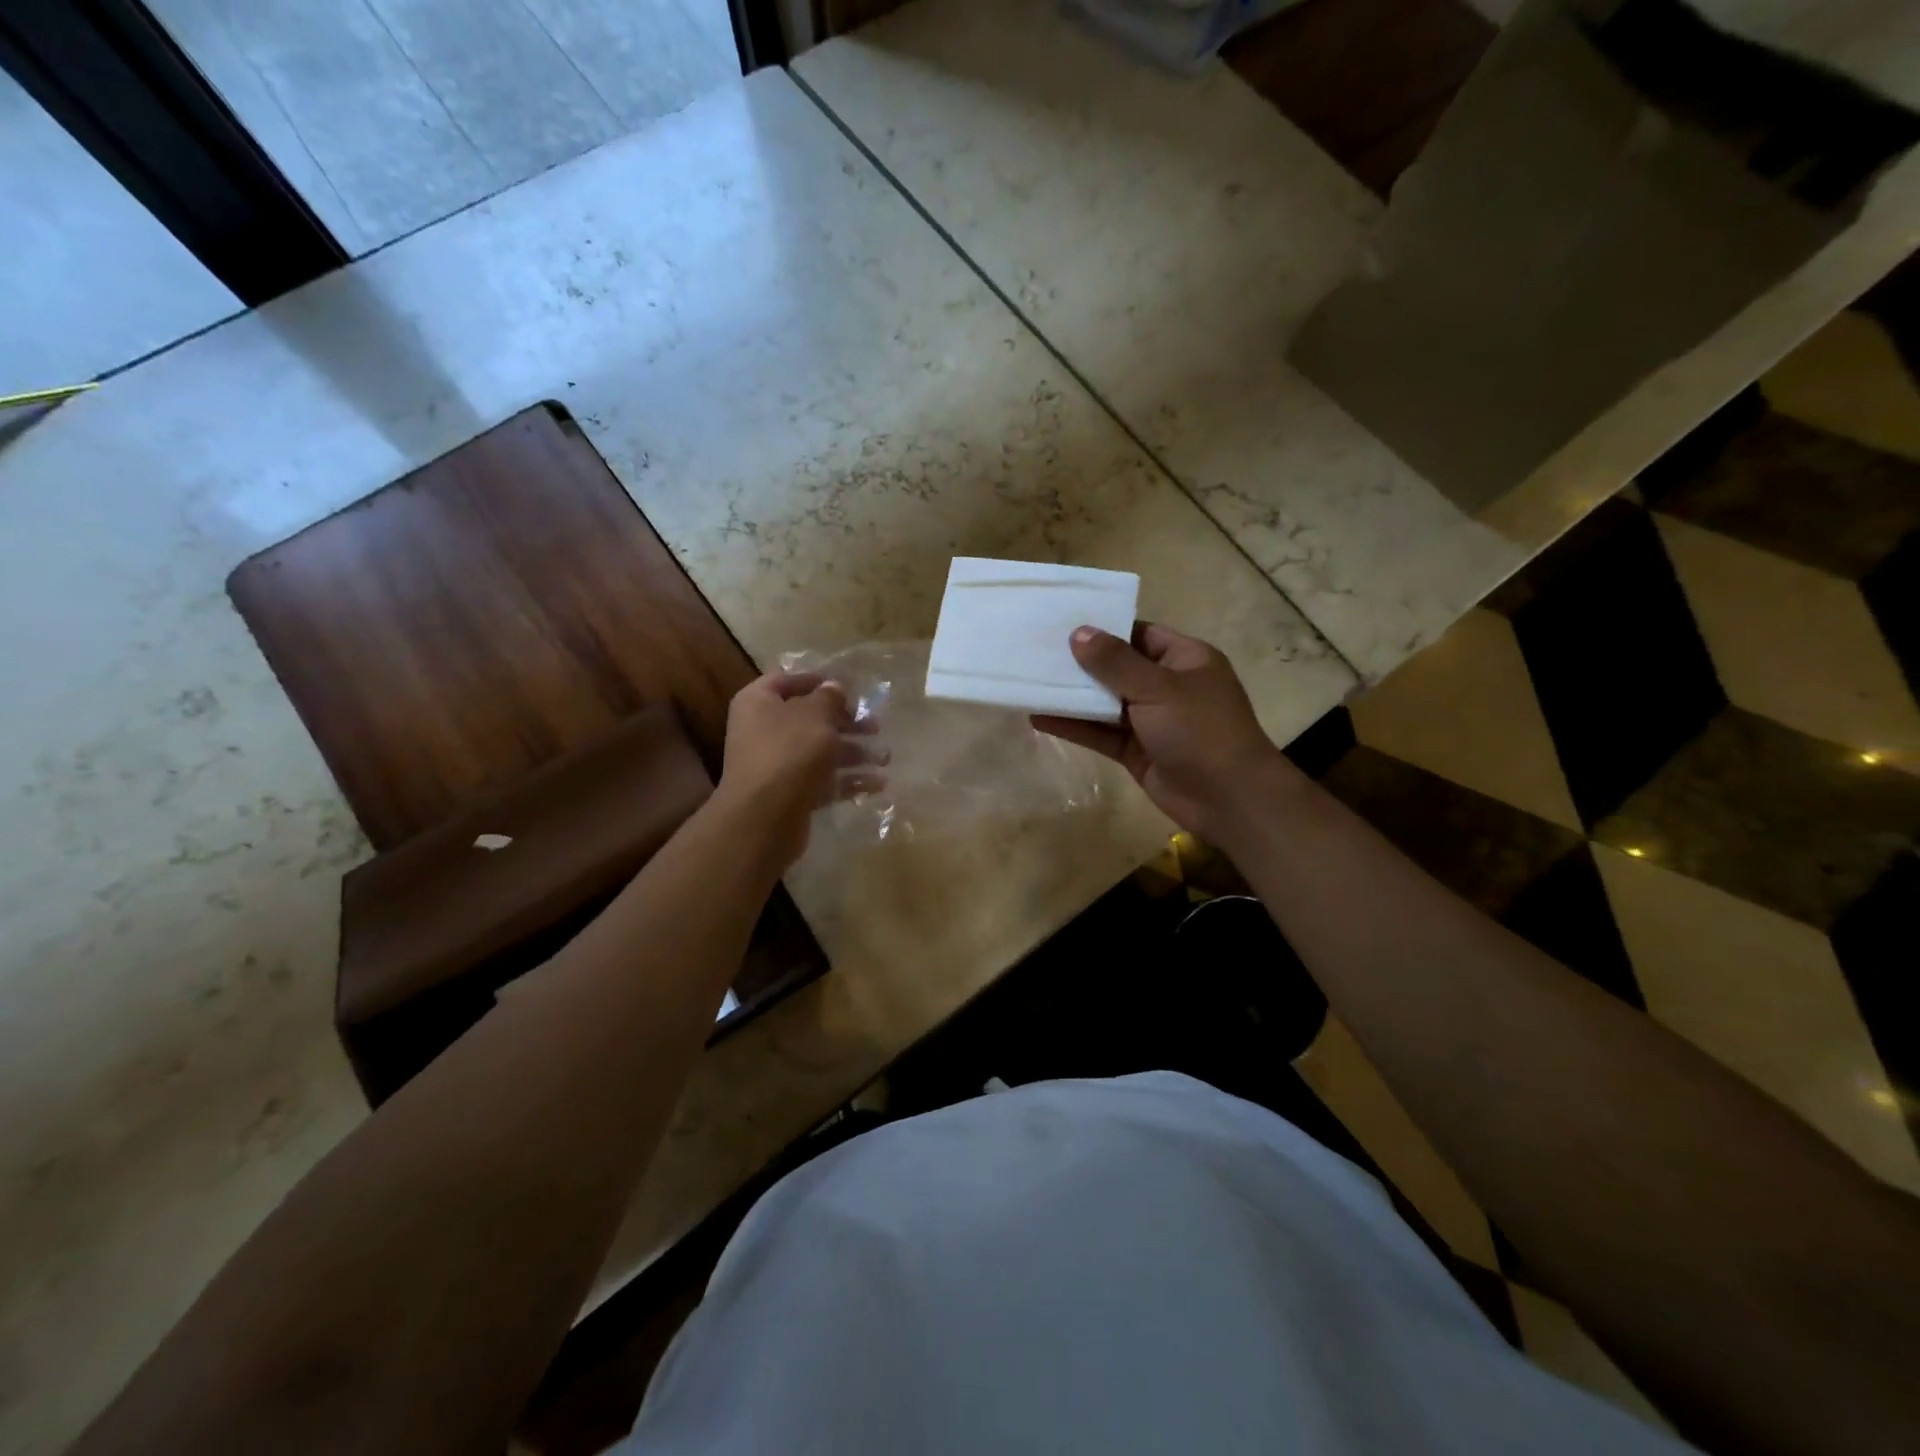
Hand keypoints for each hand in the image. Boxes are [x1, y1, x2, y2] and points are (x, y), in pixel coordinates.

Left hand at [717, 672, 885, 868]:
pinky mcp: (789, 794)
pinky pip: (822, 781)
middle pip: (810, 720)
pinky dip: (848, 781)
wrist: (765, 817)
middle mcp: (762, 730)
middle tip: (876, 726)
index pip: (786, 680)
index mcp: (758, 702)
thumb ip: (829, 697)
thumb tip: (834, 686)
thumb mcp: (816, 715)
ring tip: (885, 758)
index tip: (849, 686)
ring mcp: (775, 765)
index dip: (818, 680)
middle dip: (847, 723)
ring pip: (820, 752)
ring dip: (854, 753)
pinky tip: (877, 784)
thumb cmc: (789, 752)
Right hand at [1033, 623, 1302, 844]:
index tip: (1063, 623)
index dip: (1104, 628)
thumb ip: (1115, 662)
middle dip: (1081, 662)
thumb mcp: (1158, 688)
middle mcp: (1168, 685)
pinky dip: (1074, 726)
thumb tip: (1079, 633)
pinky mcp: (1136, 750)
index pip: (1139, 633)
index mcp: (1185, 659)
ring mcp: (1151, 720)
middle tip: (1036, 650)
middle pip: (1118, 667)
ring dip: (1073, 695)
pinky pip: (1100, 733)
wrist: (1228, 799)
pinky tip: (1039, 718)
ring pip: (1105, 702)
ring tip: (1030, 681)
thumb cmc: (1200, 730)